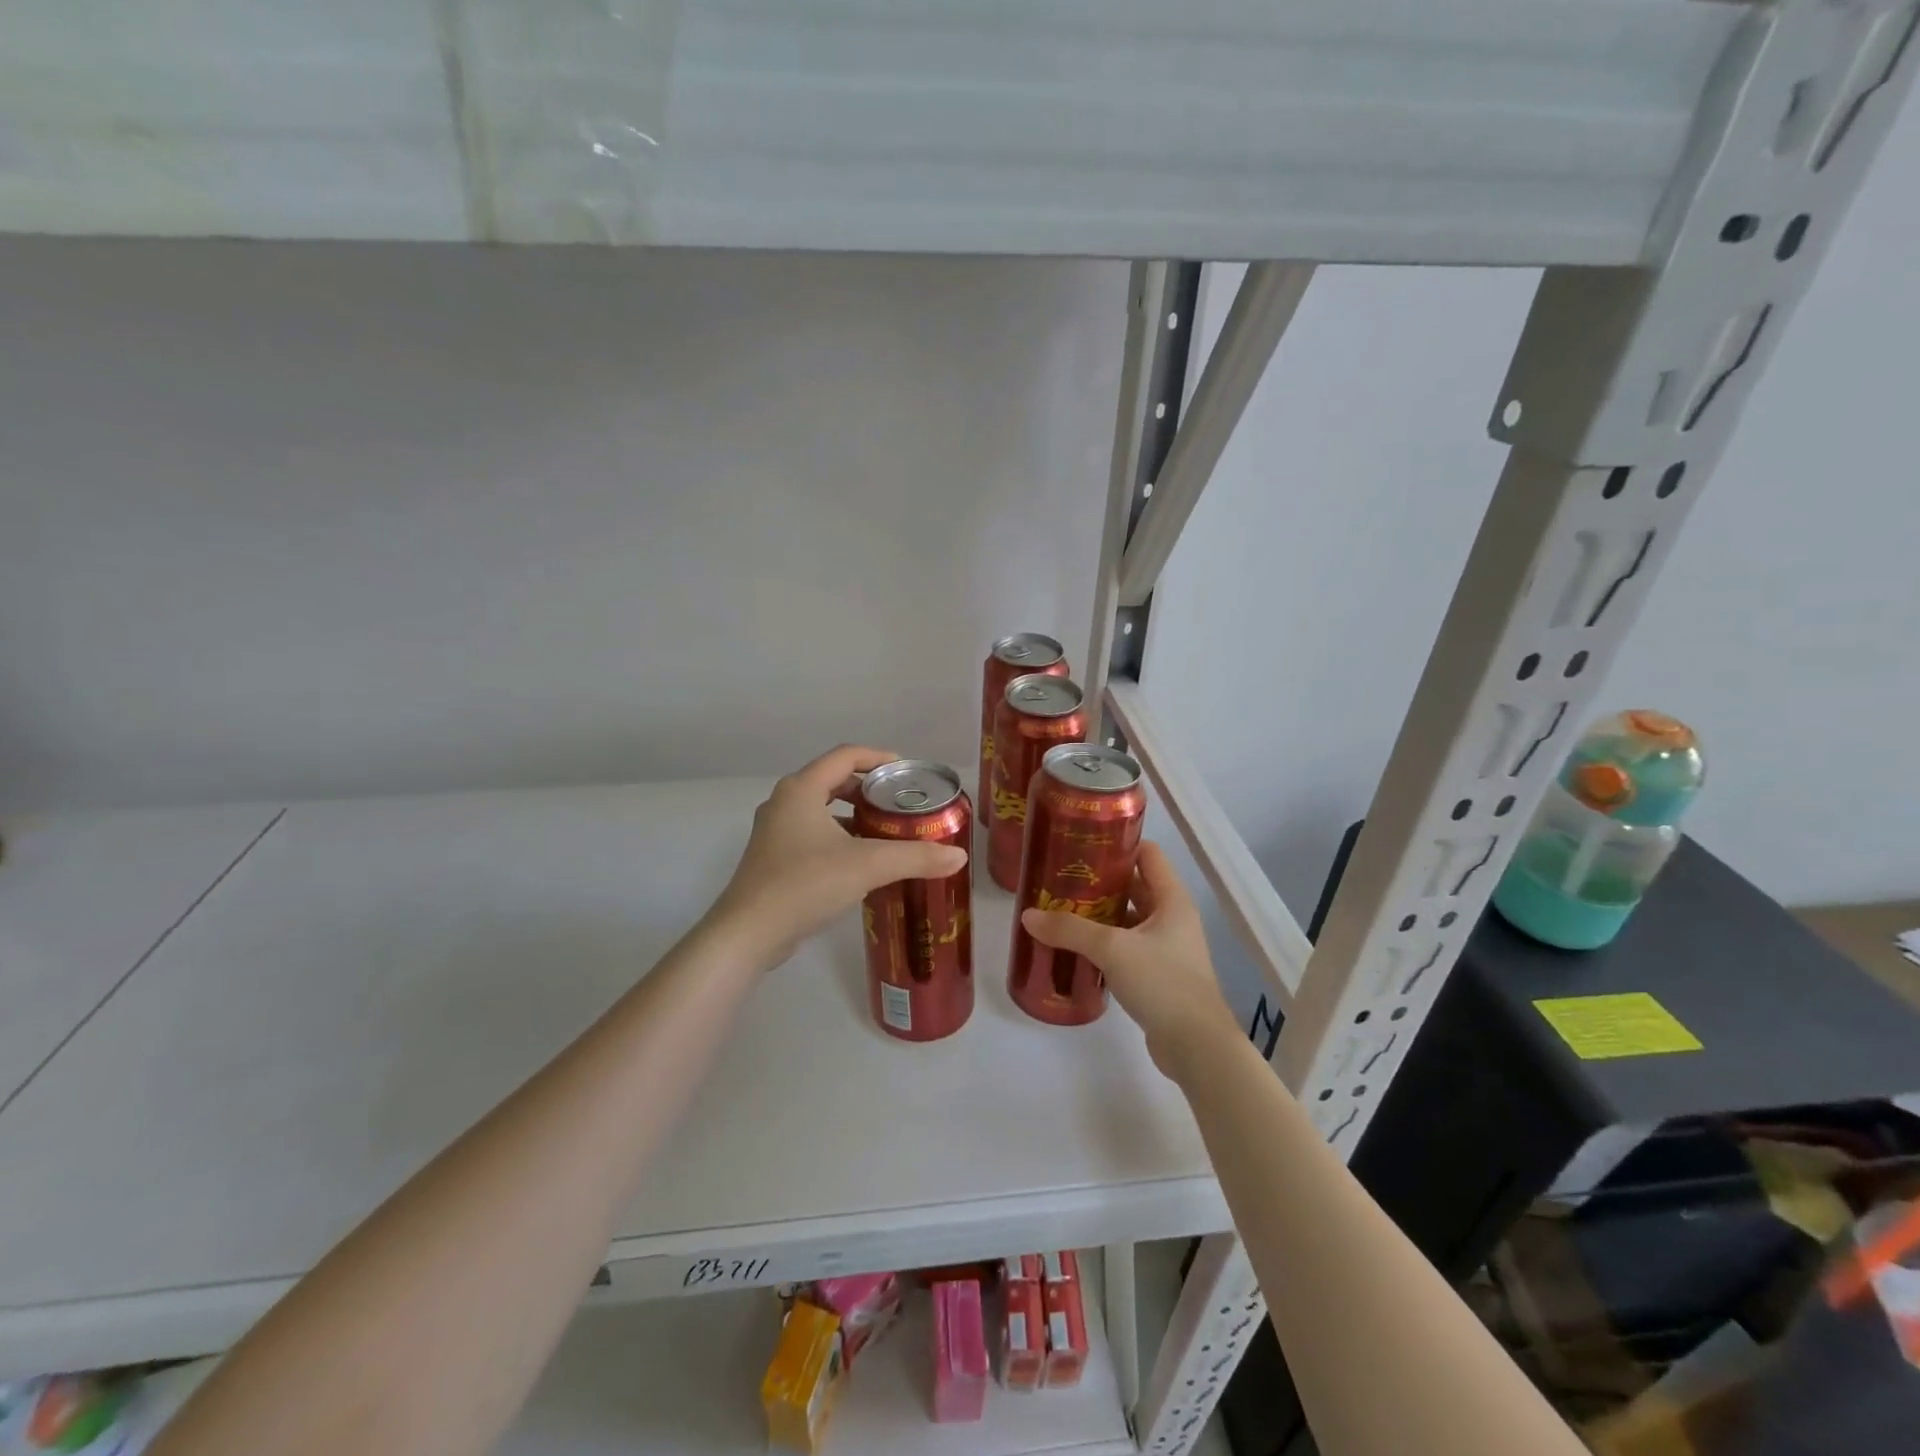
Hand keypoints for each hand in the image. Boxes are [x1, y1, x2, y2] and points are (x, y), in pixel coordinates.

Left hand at [710, 745, 968, 966]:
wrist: (748, 933)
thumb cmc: (806, 884)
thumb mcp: (868, 866)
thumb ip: (915, 857)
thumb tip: (959, 856)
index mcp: (802, 789)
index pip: (845, 755)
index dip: (879, 757)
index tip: (907, 771)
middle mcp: (784, 802)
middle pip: (832, 780)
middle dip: (868, 788)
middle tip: (900, 803)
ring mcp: (774, 832)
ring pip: (821, 809)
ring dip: (853, 814)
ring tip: (886, 830)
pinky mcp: (772, 859)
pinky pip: (812, 833)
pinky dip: (838, 836)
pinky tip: (860, 860)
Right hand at [1020, 842, 1240, 1082]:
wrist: (1197, 1047)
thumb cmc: (1162, 983)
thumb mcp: (1112, 949)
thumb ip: (1070, 930)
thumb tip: (1028, 916)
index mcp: (1172, 899)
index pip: (1148, 854)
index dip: (1118, 845)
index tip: (1082, 845)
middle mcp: (1172, 918)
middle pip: (1134, 887)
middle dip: (1099, 884)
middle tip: (1060, 881)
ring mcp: (1167, 949)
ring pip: (1128, 921)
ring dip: (1099, 917)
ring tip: (1060, 913)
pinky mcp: (1158, 976)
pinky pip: (1127, 949)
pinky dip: (1104, 946)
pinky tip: (1075, 950)